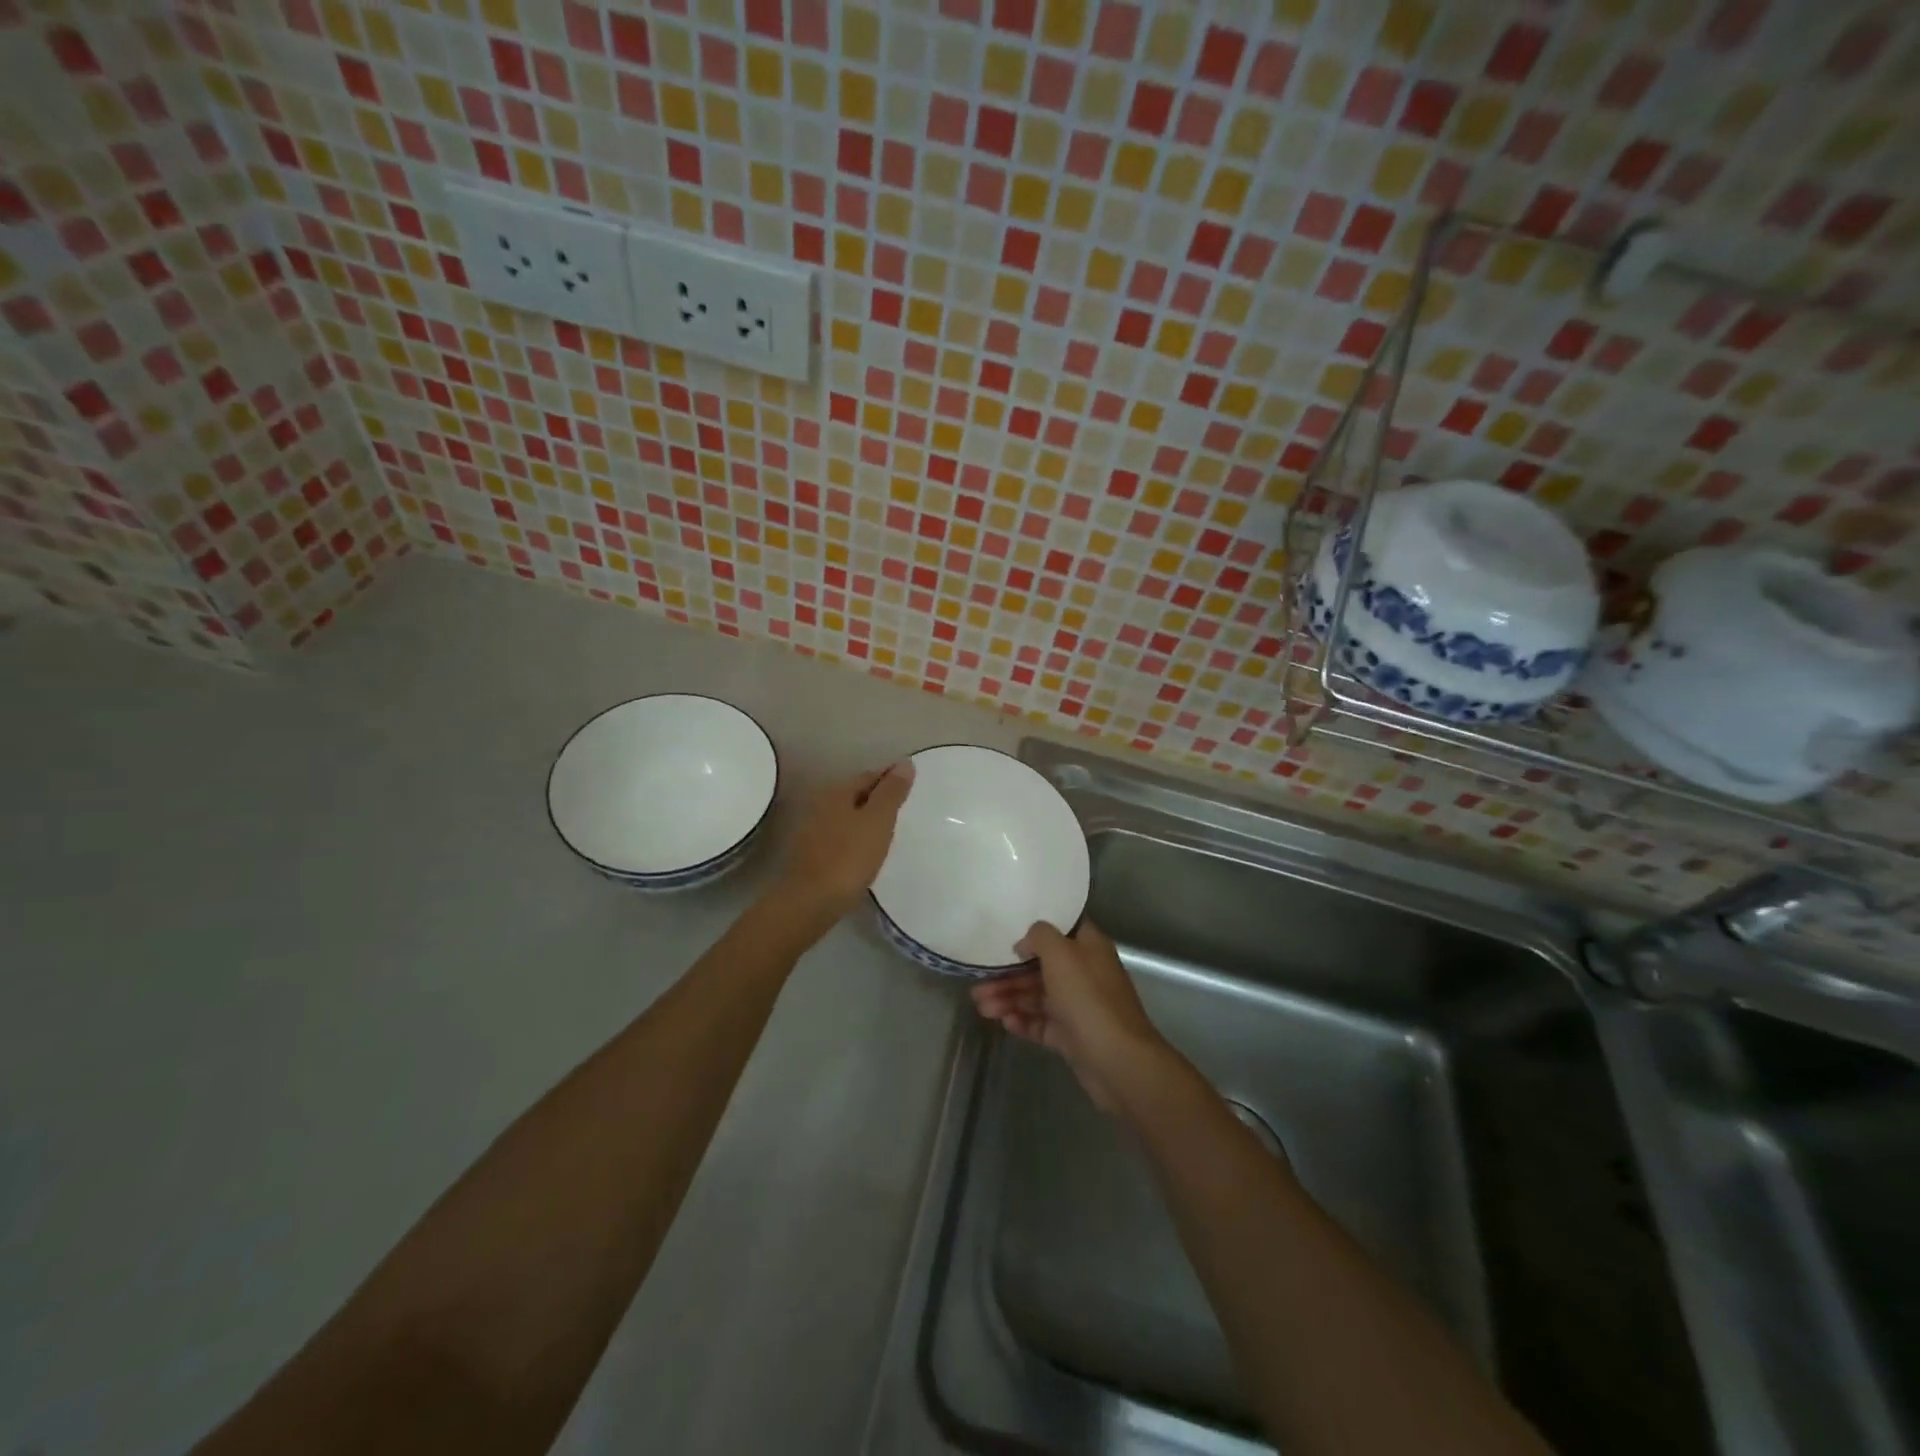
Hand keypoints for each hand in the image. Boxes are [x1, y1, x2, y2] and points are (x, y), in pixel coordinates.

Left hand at [772, 762, 913, 917]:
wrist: (810, 902)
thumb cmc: (849, 857)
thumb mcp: (878, 821)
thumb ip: (892, 792)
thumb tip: (904, 763)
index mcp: (837, 792)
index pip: (869, 776)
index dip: (890, 777)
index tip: (910, 782)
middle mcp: (821, 804)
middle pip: (855, 794)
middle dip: (878, 796)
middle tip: (903, 803)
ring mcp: (812, 830)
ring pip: (846, 815)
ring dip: (866, 817)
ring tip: (888, 827)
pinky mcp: (811, 854)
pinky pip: (840, 836)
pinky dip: (856, 836)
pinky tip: (867, 849)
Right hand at [970, 920, 1173, 1112]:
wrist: (1118, 1062)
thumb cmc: (1089, 999)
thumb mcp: (1062, 954)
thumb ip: (1040, 937)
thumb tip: (1024, 944)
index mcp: (1088, 947)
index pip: (1060, 930)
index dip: (1034, 931)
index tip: (1004, 934)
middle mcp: (1084, 973)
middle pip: (1040, 967)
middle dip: (1008, 975)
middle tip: (978, 984)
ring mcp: (1078, 1007)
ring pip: (1037, 997)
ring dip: (1009, 999)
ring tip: (982, 1008)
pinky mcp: (1072, 1036)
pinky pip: (1041, 1024)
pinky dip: (1022, 1021)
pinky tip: (1004, 1022)